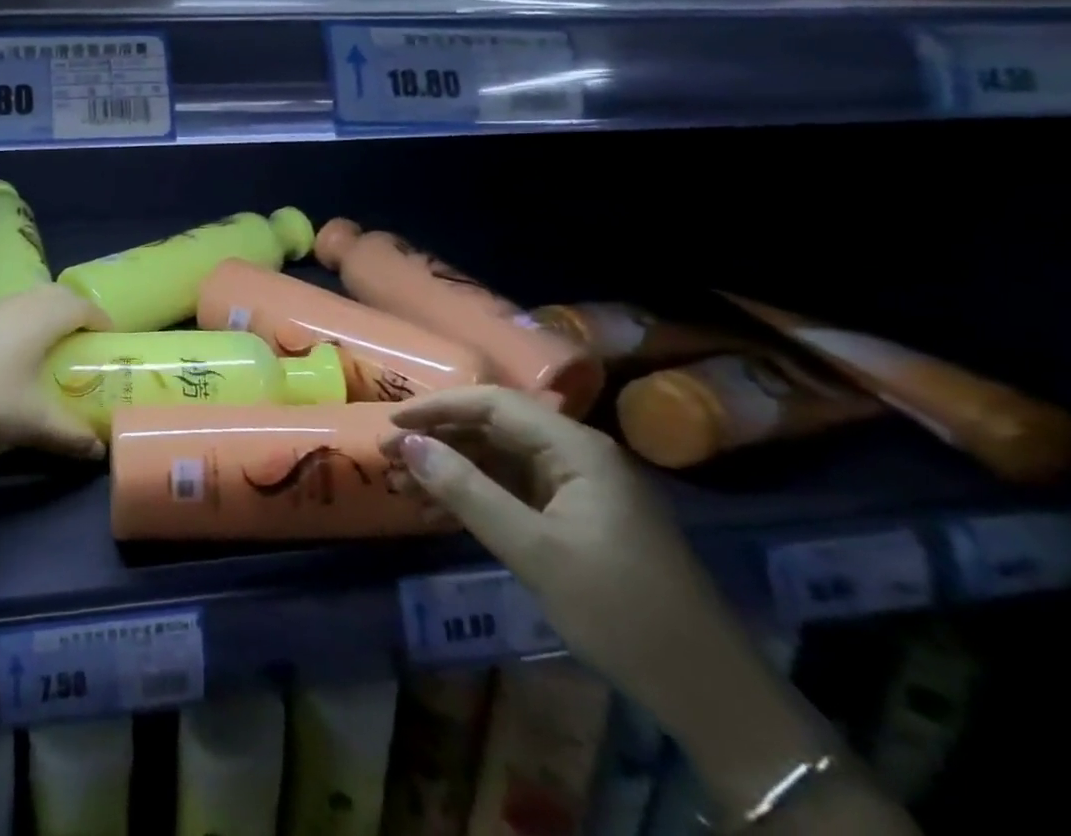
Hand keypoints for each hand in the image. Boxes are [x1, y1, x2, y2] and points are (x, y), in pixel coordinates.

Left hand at [0, 285, 108, 463]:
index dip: (100, 320)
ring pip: (19, 301)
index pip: (81, 305)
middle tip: (81, 341)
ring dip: (38, 316)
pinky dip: (6, 326)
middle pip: (52, 295)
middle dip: (72, 312)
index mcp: (39, 317)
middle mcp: (12, 303)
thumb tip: (99, 451)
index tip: (109, 340)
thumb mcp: (34, 425)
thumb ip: (72, 436)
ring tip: (42, 348)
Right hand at [381, 387, 760, 733]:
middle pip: (495, 429)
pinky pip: (517, 492)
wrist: (712, 696)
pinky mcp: (580, 518)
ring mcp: (582, 487)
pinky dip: (478, 498)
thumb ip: (467, 491)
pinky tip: (440, 514)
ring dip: (453, 472)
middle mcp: (579, 455)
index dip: (437, 408)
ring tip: (402, 487)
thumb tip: (409, 446)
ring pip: (502, 462)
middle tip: (388, 459)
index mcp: (577, 448)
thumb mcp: (534, 551)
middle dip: (440, 441)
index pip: (494, 404)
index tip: (392, 425)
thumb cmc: (620, 611)